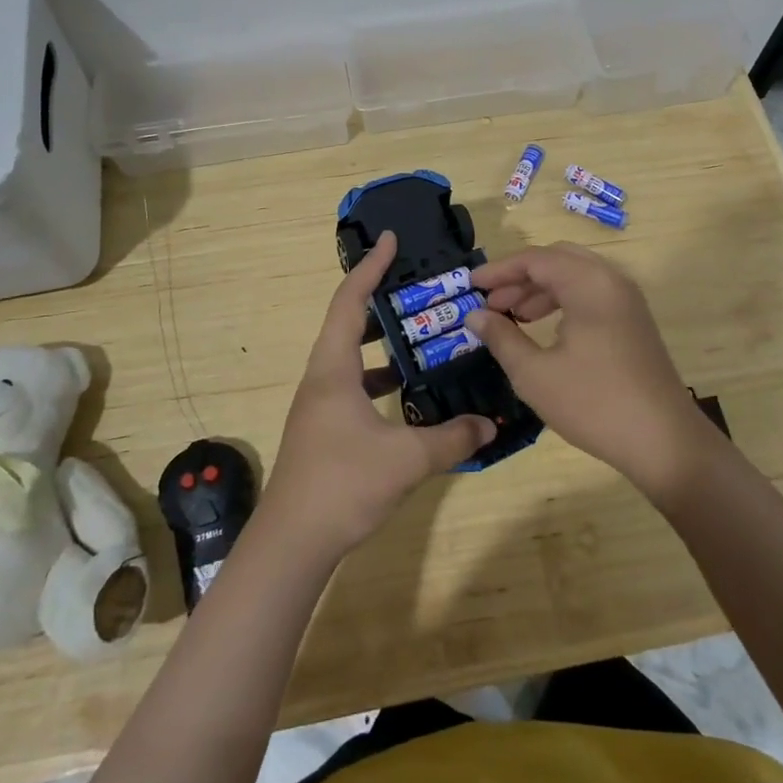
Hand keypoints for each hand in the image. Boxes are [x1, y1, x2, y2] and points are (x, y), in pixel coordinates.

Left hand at [262, 231, 494, 561]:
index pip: (350, 301)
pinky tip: (406, 396)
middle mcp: (321, 378)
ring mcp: (319, 405)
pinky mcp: (323, 429)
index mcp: (333, 369)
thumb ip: (452, 439)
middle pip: (347, 323)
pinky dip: (378, 379)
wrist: (292, 543)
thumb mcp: (406, 459)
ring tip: (420, 338)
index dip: (370, 267)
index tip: (390, 240)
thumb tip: (490, 425)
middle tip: (418, 291)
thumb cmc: (342, 485)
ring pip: (350, 357)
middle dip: (380, 301)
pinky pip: (353, 386)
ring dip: (381, 343)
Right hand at [467, 243, 716, 501]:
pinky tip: (543, 327)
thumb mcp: (535, 374)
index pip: (535, 260)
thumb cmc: (594, 404)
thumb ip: (502, 337)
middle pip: (557, 259)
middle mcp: (611, 281)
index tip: (470, 286)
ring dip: (540, 288)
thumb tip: (475, 315)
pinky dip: (562, 300)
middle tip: (491, 301)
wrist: (664, 441)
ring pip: (575, 275)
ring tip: (511, 315)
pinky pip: (591, 293)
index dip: (499, 270)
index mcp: (589, 284)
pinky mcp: (633, 321)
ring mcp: (627, 300)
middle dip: (520, 276)